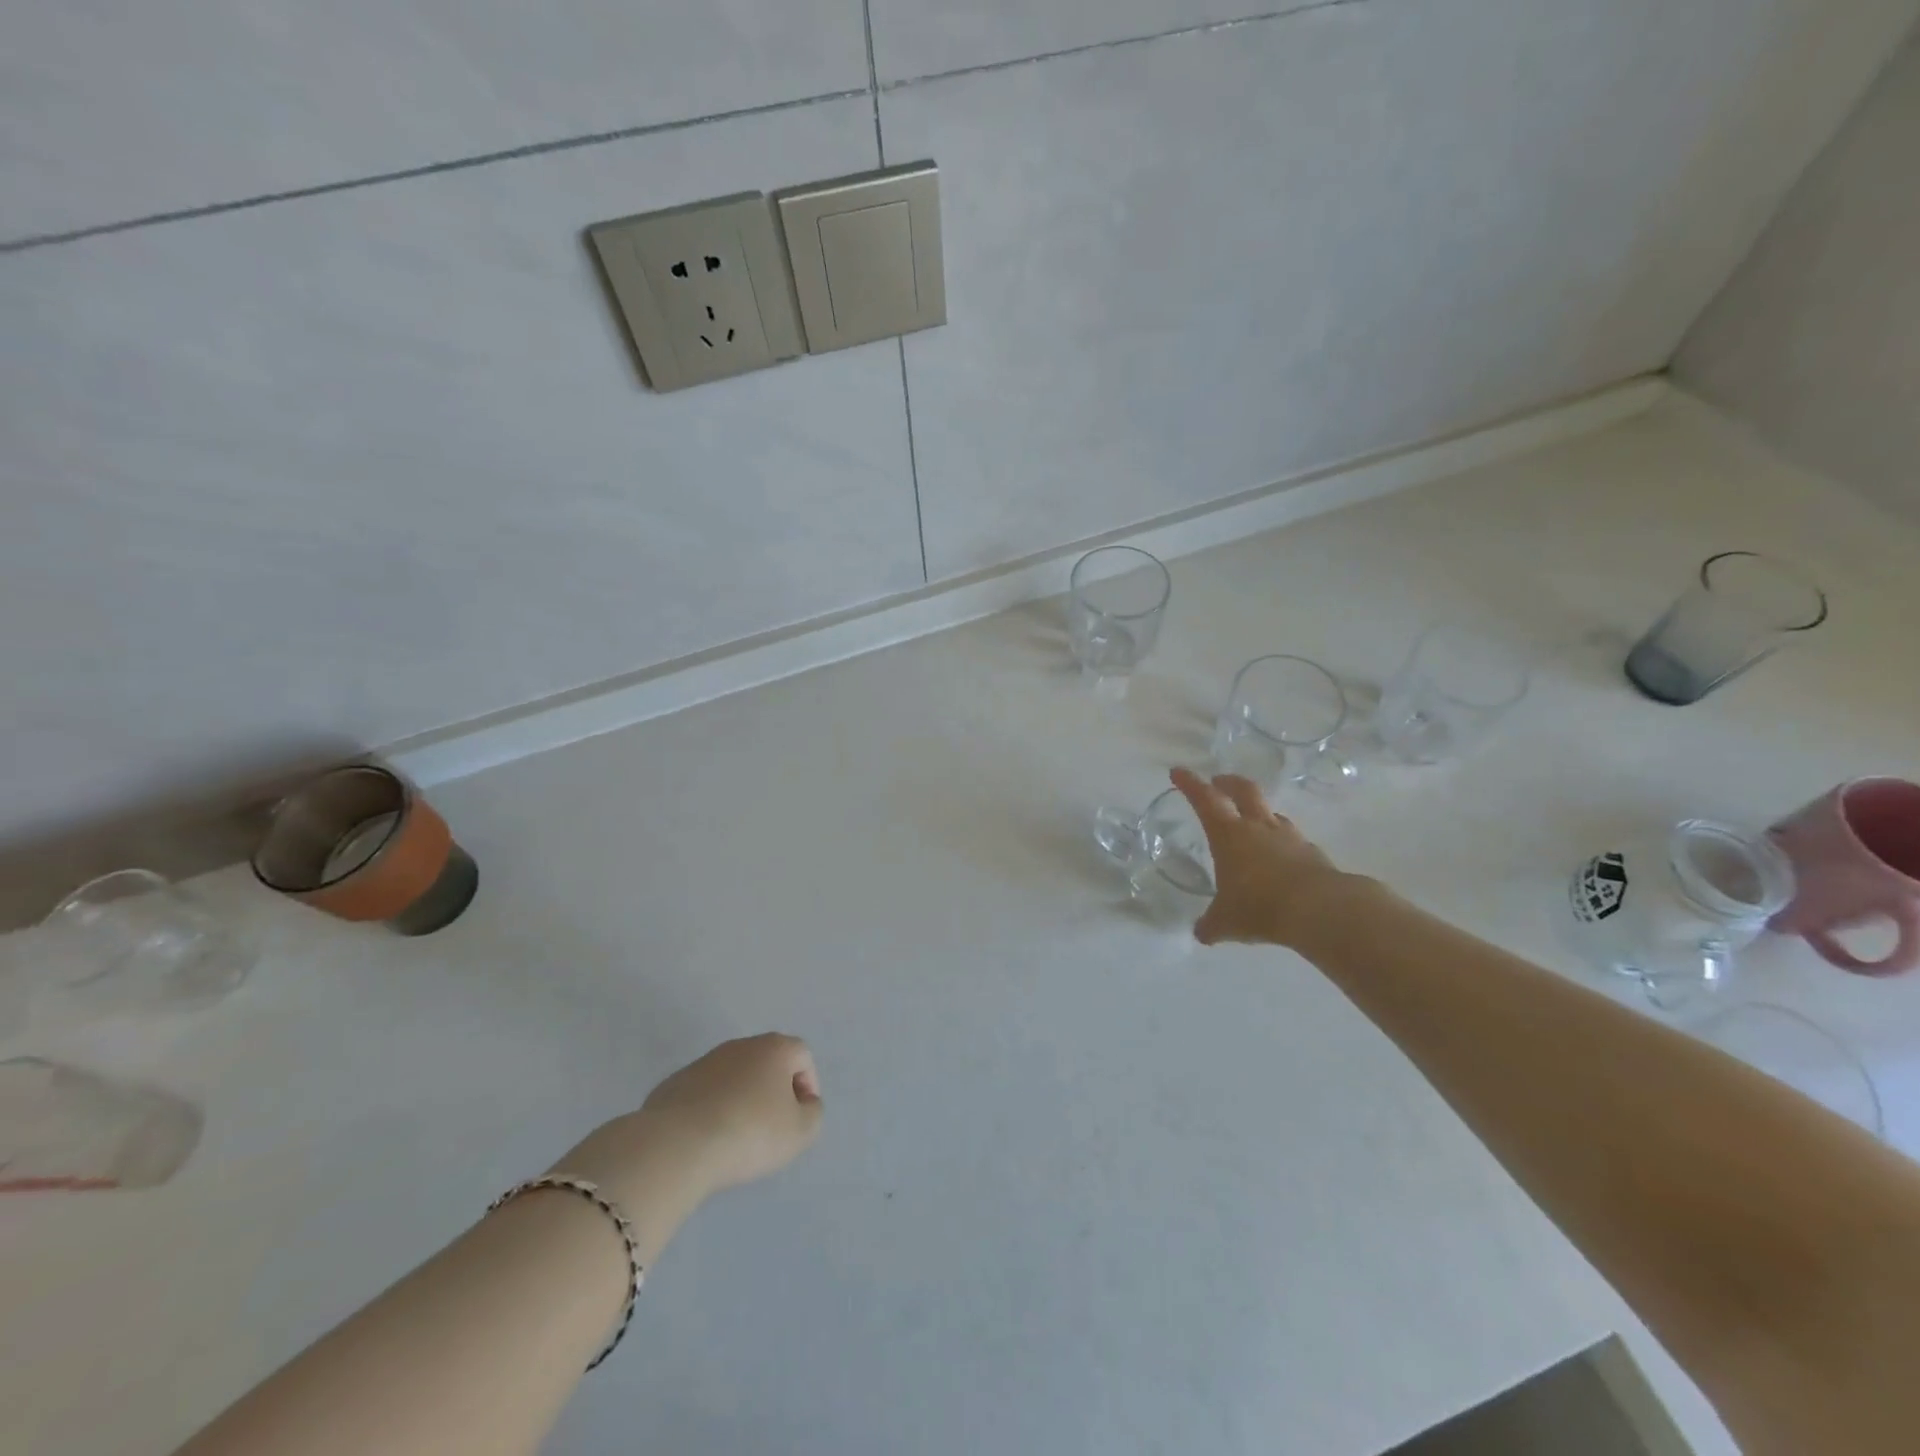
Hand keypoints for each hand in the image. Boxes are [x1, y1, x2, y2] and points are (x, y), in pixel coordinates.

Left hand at [557, 1034, 822, 1214]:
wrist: (677, 1145)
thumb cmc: (750, 1133)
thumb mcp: (800, 1132)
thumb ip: (813, 1113)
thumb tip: (804, 1104)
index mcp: (774, 1048)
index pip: (802, 1056)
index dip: (807, 1085)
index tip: (800, 1118)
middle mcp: (740, 1045)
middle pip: (767, 1062)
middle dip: (773, 1090)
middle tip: (771, 1127)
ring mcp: (704, 1062)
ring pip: (733, 1077)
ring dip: (740, 1099)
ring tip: (736, 1137)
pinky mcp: (674, 1083)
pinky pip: (703, 1093)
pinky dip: (710, 1109)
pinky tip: (706, 1138)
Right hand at [1170, 767, 1349, 946]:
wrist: (1321, 909)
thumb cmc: (1260, 906)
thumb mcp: (1226, 921)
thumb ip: (1211, 925)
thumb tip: (1202, 934)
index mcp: (1228, 834)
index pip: (1204, 799)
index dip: (1190, 783)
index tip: (1178, 772)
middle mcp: (1258, 827)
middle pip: (1243, 790)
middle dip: (1228, 783)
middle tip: (1218, 782)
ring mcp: (1289, 837)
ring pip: (1271, 813)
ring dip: (1258, 811)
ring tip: (1251, 822)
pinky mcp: (1312, 853)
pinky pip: (1292, 839)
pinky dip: (1281, 842)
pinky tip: (1279, 858)